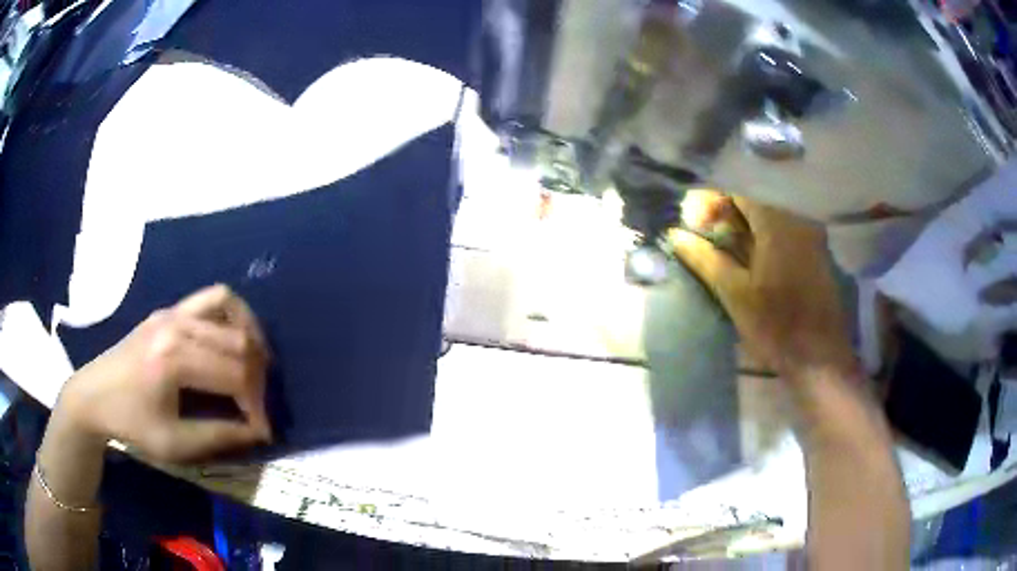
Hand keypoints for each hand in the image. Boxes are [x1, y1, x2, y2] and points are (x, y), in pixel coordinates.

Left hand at [58, 285, 272, 462]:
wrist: (94, 395)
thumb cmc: (131, 423)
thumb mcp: (174, 443)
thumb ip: (219, 436)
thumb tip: (259, 430)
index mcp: (174, 360)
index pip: (235, 375)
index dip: (257, 404)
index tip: (263, 429)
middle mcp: (177, 325)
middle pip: (238, 342)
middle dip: (258, 377)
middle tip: (258, 405)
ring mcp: (173, 311)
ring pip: (231, 311)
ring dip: (252, 339)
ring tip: (257, 366)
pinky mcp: (169, 310)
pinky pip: (212, 298)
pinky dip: (233, 314)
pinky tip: (235, 336)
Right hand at [669, 192, 856, 381]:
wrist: (819, 358)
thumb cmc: (775, 325)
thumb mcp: (734, 293)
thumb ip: (705, 259)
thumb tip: (675, 234)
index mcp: (777, 223)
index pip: (738, 197)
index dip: (711, 206)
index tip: (690, 221)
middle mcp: (798, 221)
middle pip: (756, 208)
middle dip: (728, 219)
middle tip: (704, 238)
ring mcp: (813, 238)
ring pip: (773, 223)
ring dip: (747, 232)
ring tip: (725, 252)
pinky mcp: (819, 257)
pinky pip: (788, 237)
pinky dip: (767, 243)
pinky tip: (754, 262)